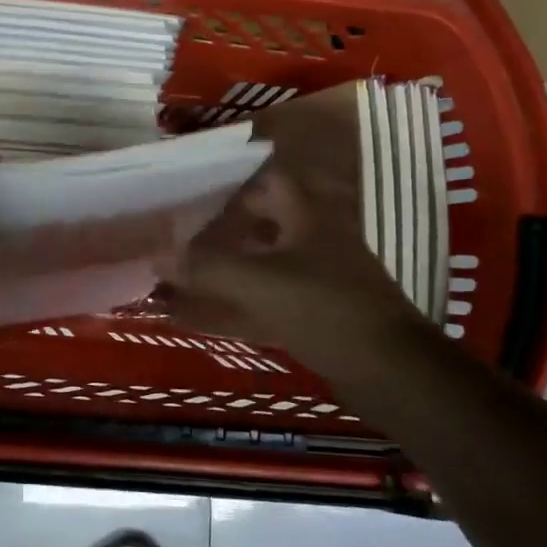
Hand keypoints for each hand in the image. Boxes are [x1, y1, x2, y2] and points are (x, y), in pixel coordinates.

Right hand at [159, 83, 432, 386]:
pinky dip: (233, 304)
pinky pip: (263, 300)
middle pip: (262, 220)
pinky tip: (201, 313)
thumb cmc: (327, 309)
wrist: (390, 372)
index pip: (269, 178)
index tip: (194, 179)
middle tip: (180, 225)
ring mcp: (316, 278)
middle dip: (221, 221)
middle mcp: (313, 239)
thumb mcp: (260, 282)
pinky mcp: (314, 314)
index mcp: (307, 217)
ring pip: (260, 260)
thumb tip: (156, 254)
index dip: (234, 174)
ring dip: (225, 263)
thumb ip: (206, 267)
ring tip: (182, 266)